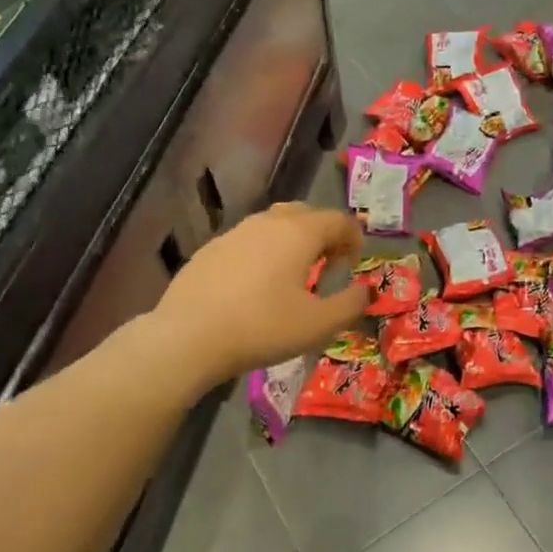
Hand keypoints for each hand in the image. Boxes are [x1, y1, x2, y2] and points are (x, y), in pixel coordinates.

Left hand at [151, 202, 369, 382]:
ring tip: (293, 274)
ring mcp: (234, 233)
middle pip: (304, 214)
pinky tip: (256, 285)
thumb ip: (350, 305)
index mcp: (299, 233)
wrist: (188, 337)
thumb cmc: (263, 327)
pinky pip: (247, 242)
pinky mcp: (209, 250)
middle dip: (322, 233)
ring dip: (291, 241)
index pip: (337, 220)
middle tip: (328, 263)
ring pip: (273, 225)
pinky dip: (263, 253)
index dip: (353, 237)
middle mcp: (267, 223)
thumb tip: (364, 290)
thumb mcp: (319, 325)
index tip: (355, 260)